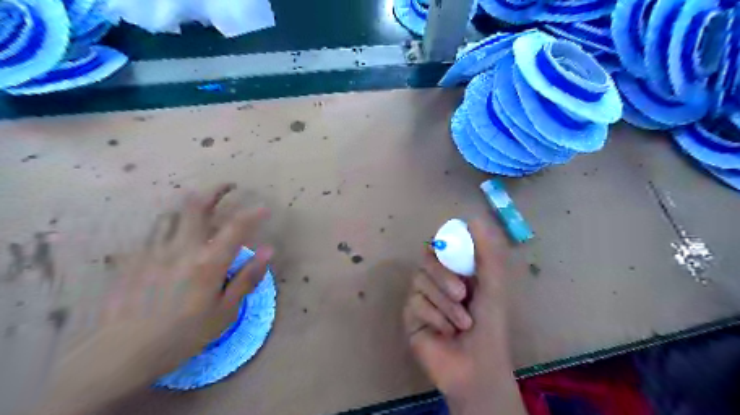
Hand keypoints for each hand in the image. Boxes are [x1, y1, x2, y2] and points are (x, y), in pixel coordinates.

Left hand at [40, 185, 270, 414]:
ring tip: (201, 207)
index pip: (236, 228)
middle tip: (229, 186)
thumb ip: (247, 278)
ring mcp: (154, 250)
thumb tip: (269, 251)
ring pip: (172, 214)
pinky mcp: (134, 258)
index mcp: (208, 263)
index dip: (253, 214)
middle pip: (197, 206)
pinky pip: (154, 232)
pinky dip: (169, 227)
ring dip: (190, 205)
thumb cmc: (183, 335)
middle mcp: (182, 248)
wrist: (122, 354)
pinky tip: (172, 236)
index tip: (264, 207)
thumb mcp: (224, 312)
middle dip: (216, 190)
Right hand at [403, 218, 525, 413]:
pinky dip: (435, 316)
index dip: (444, 245)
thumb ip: (486, 253)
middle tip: (462, 293)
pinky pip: (415, 303)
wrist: (477, 368)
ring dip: (445, 303)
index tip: (450, 251)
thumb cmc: (490, 326)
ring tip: (462, 323)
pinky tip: (446, 332)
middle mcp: (437, 280)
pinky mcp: (411, 315)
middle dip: (444, 277)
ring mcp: (422, 297)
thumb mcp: (493, 286)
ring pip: (420, 281)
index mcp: (457, 271)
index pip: (441, 247)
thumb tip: (474, 218)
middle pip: (427, 261)